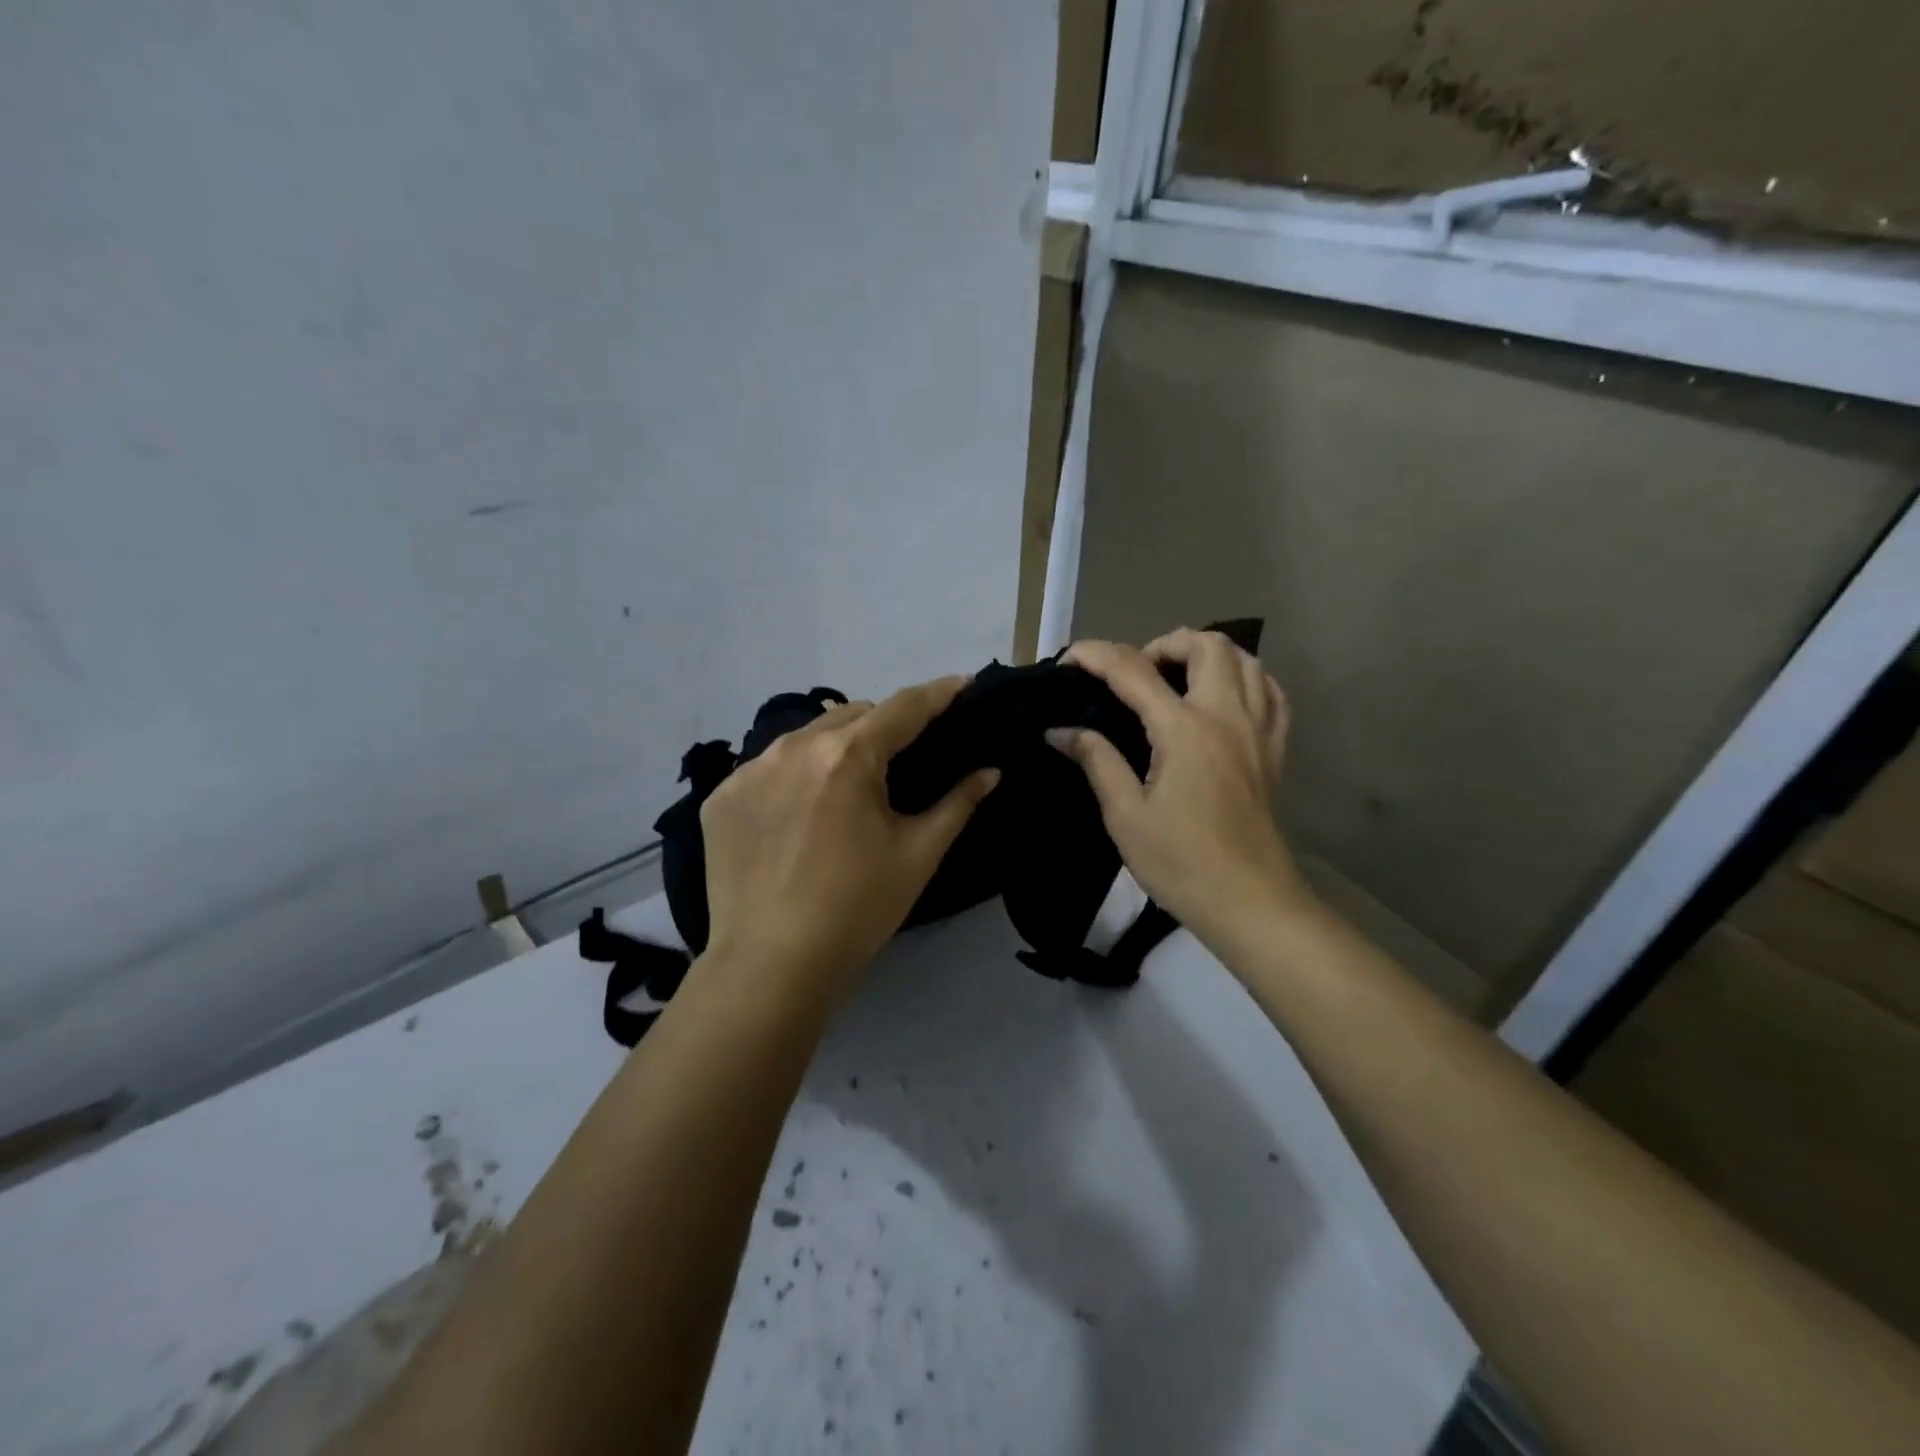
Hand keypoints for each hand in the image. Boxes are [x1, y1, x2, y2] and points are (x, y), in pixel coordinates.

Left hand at [698, 676, 999, 1003]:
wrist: (771, 965)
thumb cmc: (857, 909)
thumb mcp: (918, 854)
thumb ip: (958, 803)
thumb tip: (989, 771)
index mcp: (848, 756)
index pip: (903, 708)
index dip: (937, 693)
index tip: (961, 684)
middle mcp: (794, 747)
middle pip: (852, 715)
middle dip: (883, 726)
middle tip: (902, 758)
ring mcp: (749, 770)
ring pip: (806, 737)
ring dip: (835, 748)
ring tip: (848, 786)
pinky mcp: (721, 797)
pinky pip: (768, 768)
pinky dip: (794, 776)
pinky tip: (800, 814)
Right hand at [1048, 629, 1306, 950]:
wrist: (1250, 902)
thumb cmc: (1181, 863)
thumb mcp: (1125, 815)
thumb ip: (1096, 761)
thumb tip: (1060, 730)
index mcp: (1184, 730)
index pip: (1133, 670)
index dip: (1095, 656)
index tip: (1067, 661)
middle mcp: (1227, 716)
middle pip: (1205, 644)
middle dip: (1162, 644)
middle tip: (1135, 675)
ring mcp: (1258, 730)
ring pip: (1245, 659)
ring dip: (1205, 655)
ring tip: (1175, 681)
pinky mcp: (1276, 750)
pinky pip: (1270, 692)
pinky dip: (1246, 679)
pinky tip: (1223, 698)